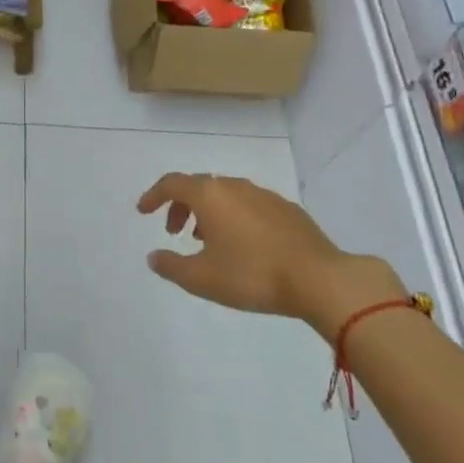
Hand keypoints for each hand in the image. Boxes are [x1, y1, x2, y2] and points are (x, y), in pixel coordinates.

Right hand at [136, 173, 406, 341]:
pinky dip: (234, 217)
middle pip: (198, 186)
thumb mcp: (202, 278)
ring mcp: (264, 195)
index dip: (153, 196)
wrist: (319, 278)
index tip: (143, 211)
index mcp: (210, 195)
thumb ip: (171, 266)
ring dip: (209, 212)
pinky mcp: (287, 210)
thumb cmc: (252, 275)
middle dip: (181, 205)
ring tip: (207, 241)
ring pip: (225, 194)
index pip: (172, 183)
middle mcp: (235, 186)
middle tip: (175, 232)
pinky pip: (249, 205)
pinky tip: (243, 245)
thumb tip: (154, 256)